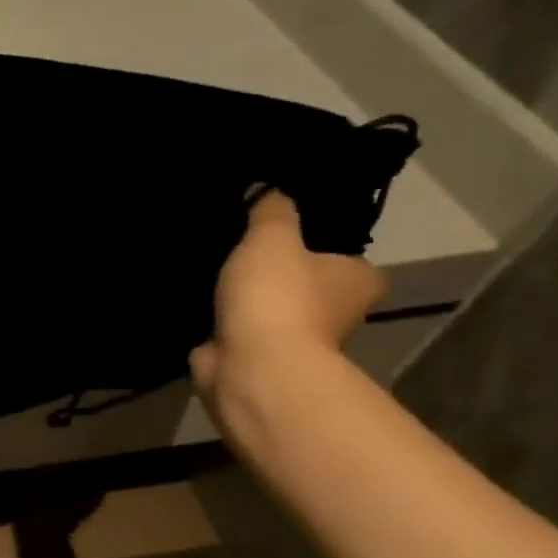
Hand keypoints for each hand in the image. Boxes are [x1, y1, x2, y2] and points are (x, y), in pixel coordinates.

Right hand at [190, 191, 387, 410]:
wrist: (251, 365)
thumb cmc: (277, 296)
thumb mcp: (272, 236)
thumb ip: (272, 211)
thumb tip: (270, 192)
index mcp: (358, 281)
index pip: (343, 256)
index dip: (314, 244)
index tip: (281, 235)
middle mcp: (337, 314)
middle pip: (305, 285)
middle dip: (276, 275)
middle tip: (238, 250)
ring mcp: (295, 341)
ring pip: (268, 310)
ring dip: (245, 301)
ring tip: (211, 273)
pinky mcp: (257, 359)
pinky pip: (238, 331)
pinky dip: (222, 324)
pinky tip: (199, 305)